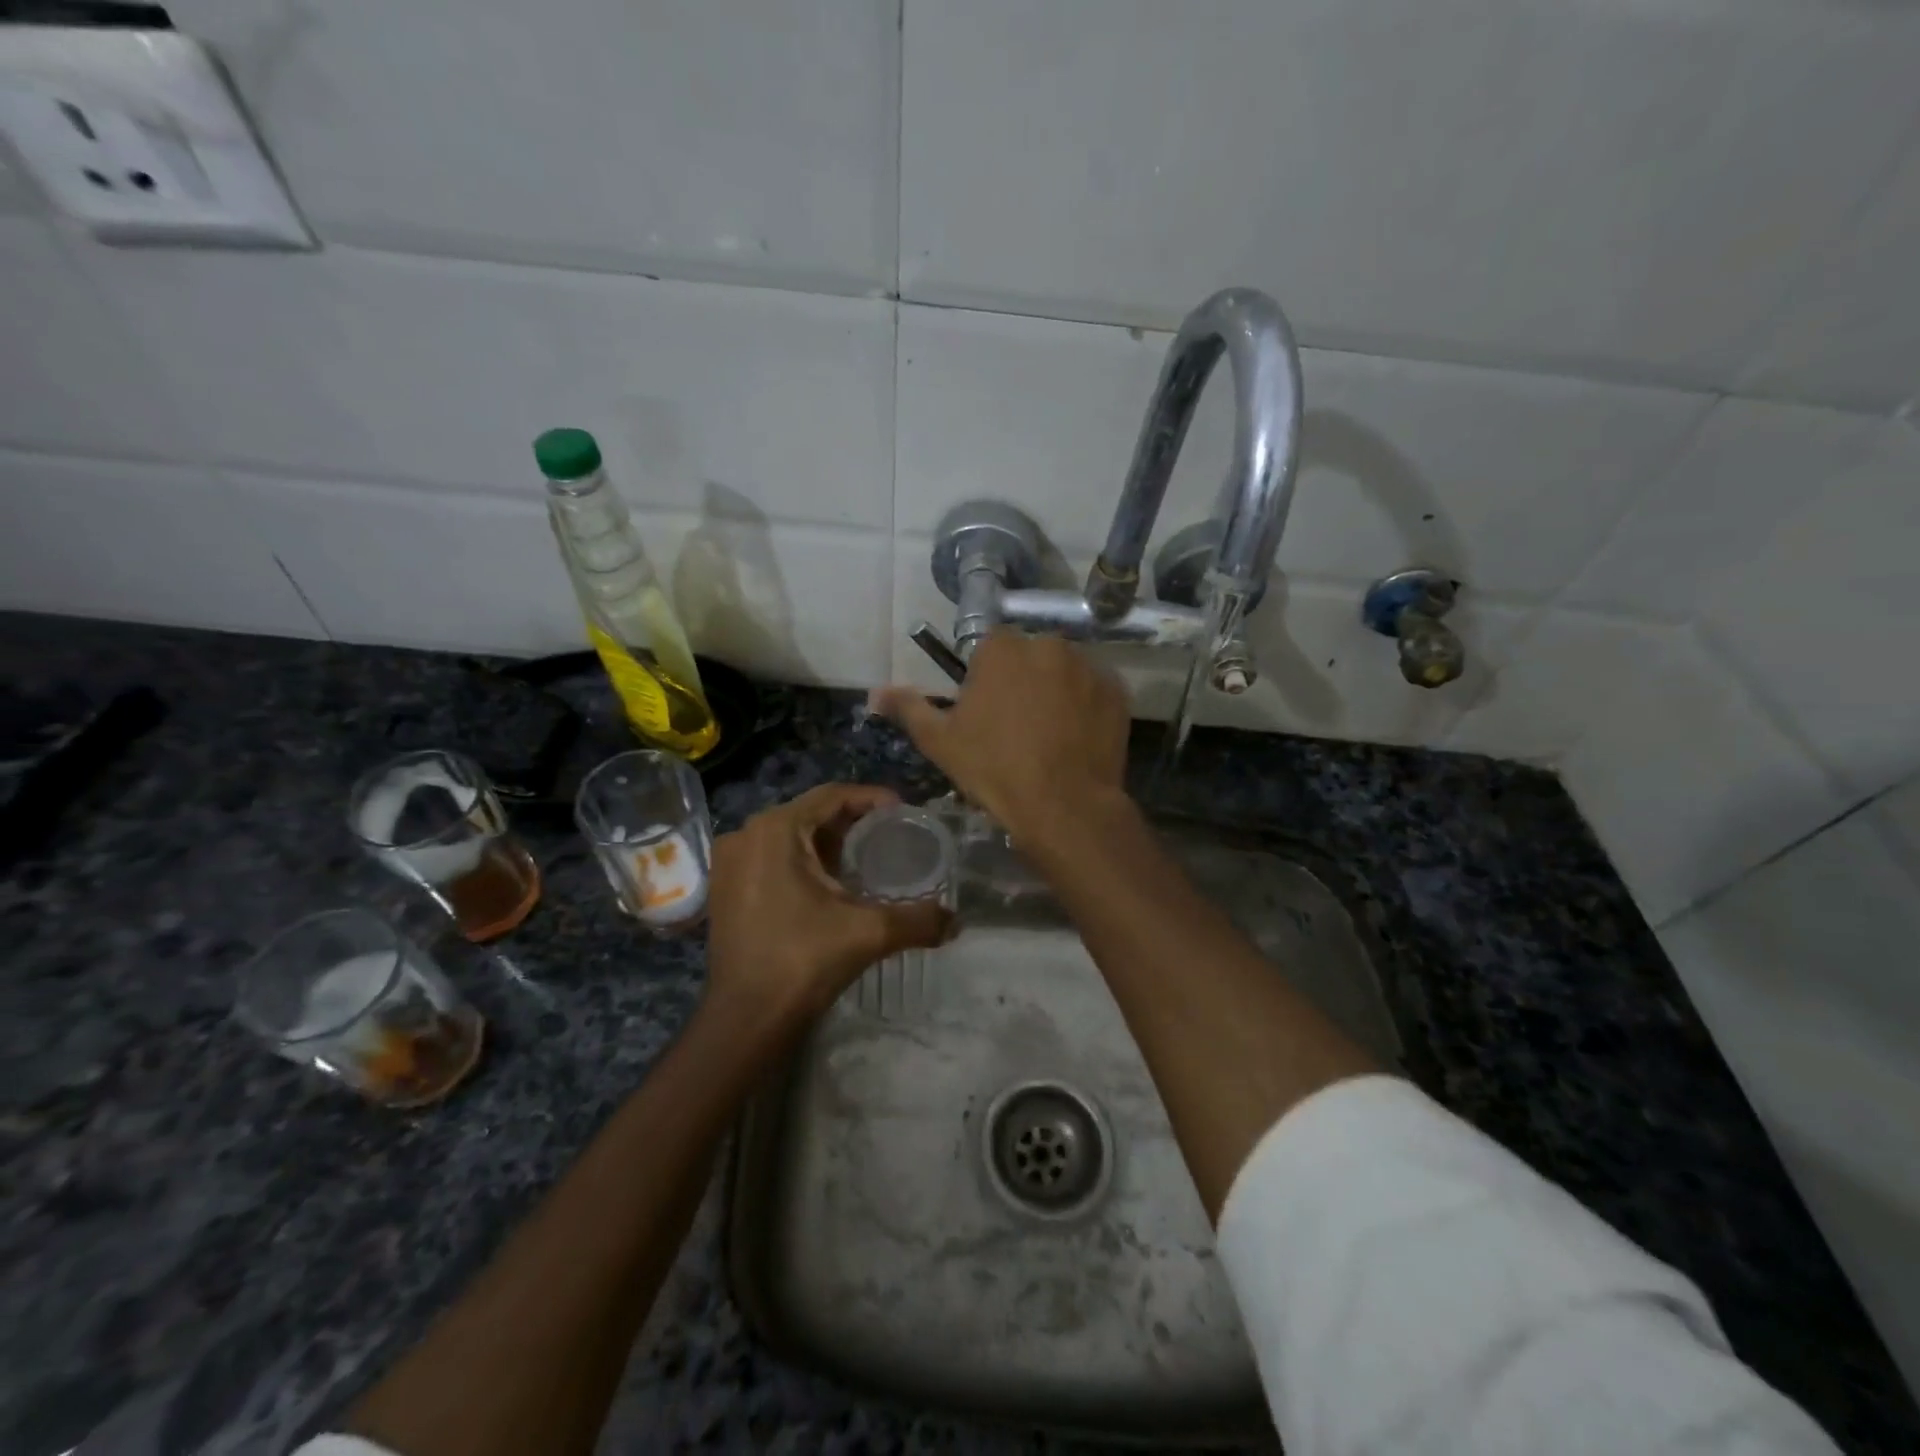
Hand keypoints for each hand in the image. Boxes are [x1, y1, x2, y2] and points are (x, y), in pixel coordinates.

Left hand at [704, 784, 951, 1028]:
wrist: (745, 1020)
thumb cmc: (802, 961)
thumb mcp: (868, 934)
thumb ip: (918, 920)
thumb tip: (956, 920)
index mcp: (775, 829)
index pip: (832, 796)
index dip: (872, 799)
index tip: (904, 812)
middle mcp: (746, 835)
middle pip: (810, 814)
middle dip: (852, 823)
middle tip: (891, 836)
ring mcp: (730, 863)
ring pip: (790, 837)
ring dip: (827, 844)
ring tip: (867, 859)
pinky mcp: (726, 889)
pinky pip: (772, 858)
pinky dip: (803, 862)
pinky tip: (831, 885)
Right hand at [871, 629, 1130, 846]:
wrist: (1063, 806)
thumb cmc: (994, 769)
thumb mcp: (941, 741)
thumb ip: (909, 708)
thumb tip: (875, 693)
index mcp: (1003, 647)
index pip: (990, 647)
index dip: (986, 678)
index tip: (985, 710)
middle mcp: (1049, 644)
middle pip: (1029, 656)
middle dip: (1023, 680)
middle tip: (1016, 725)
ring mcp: (1089, 667)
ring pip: (1064, 672)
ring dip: (1056, 691)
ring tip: (1050, 736)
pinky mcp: (1117, 693)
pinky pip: (1094, 692)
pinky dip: (1085, 707)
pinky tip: (1076, 740)